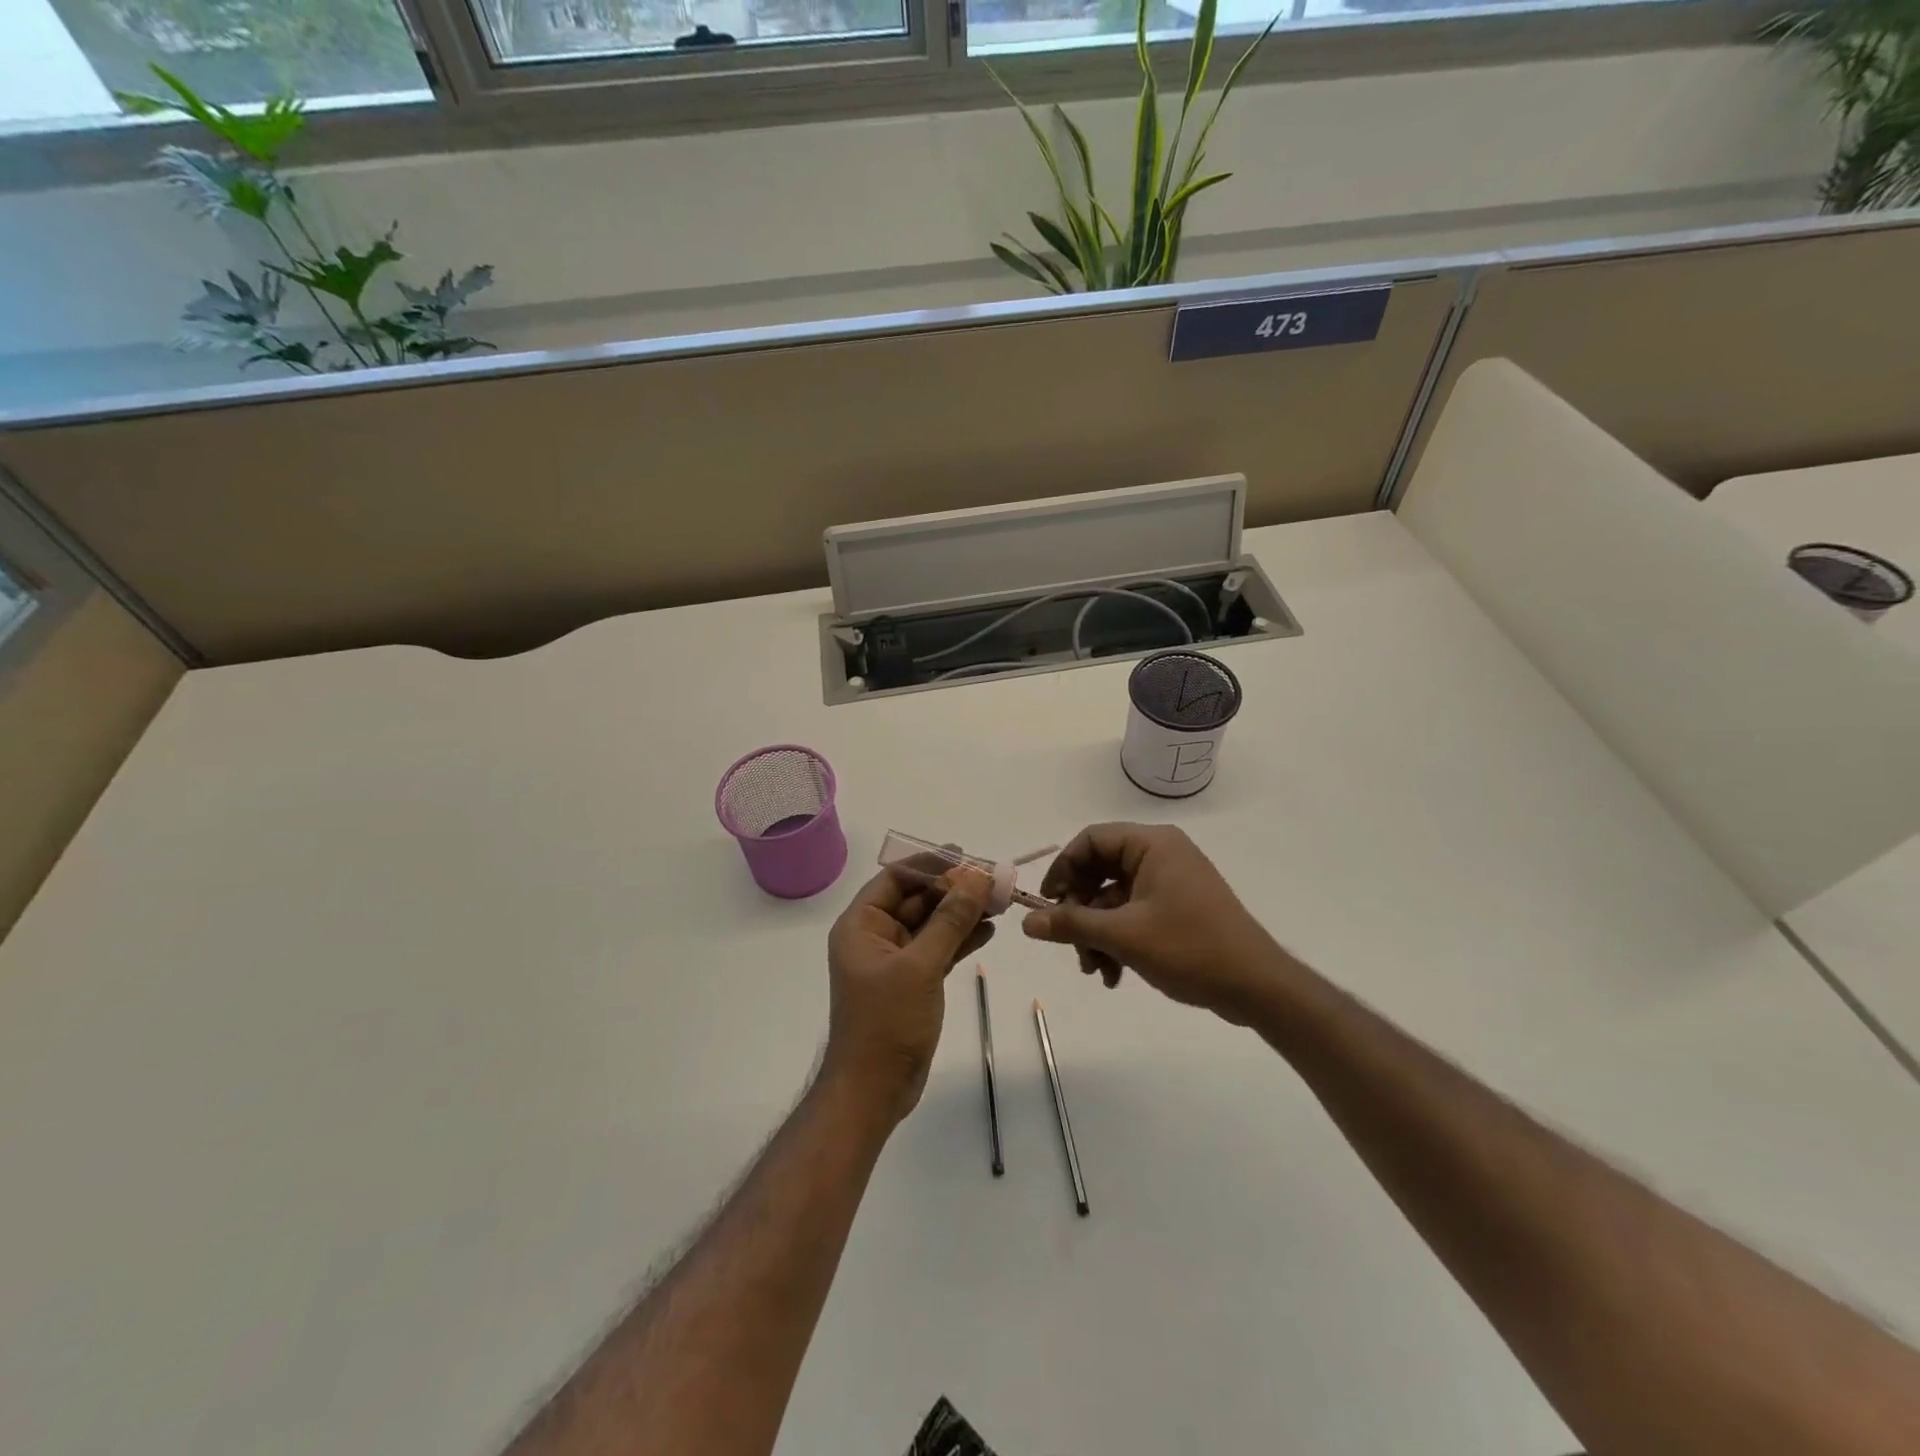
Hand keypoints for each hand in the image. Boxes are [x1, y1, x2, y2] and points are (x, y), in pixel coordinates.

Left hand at [823, 864, 993, 1121]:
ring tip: (999, 901)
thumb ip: (950, 919)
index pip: (896, 878)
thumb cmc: (887, 1022)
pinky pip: (938, 949)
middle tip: (992, 879)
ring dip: (962, 912)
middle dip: (953, 889)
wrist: (874, 1091)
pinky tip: (989, 929)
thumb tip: (976, 876)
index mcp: (861, 925)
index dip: (930, 864)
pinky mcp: (912, 981)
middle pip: (917, 899)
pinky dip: (961, 938)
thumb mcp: (921, 966)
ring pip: (932, 924)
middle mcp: (875, 936)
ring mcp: (894, 961)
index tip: (966, 857)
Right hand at [1020, 823, 1279, 1022]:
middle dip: (1081, 911)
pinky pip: (1133, 914)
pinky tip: (1114, 975)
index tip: (1047, 903)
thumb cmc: (1190, 947)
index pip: (1091, 840)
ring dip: (1097, 933)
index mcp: (1152, 845)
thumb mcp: (1123, 936)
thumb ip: (1072, 924)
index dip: (1063, 868)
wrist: (1256, 986)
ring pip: (1113, 899)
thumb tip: (1027, 922)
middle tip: (1070, 943)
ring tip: (1095, 970)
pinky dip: (1118, 940)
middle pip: (1100, 871)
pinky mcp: (1177, 908)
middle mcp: (1161, 855)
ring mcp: (1170, 882)